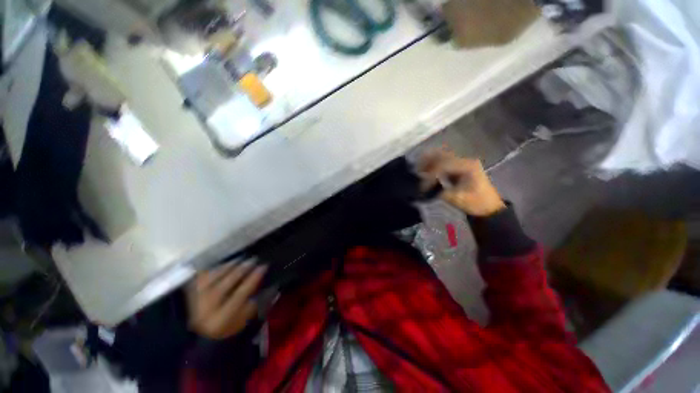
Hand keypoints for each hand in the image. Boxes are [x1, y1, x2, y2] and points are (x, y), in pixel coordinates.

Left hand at [186, 262, 266, 339]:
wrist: (197, 336)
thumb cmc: (226, 328)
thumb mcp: (243, 321)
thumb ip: (256, 305)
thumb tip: (270, 286)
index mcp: (223, 317)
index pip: (242, 292)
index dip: (254, 277)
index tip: (264, 266)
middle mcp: (208, 306)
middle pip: (228, 281)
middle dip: (243, 268)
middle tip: (254, 259)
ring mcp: (197, 297)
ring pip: (216, 275)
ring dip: (231, 265)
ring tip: (242, 259)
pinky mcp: (190, 291)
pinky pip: (205, 274)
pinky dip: (217, 268)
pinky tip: (226, 264)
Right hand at [418, 149, 504, 216]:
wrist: (489, 207)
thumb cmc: (476, 203)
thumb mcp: (458, 199)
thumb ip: (442, 191)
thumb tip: (427, 188)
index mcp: (468, 167)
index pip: (444, 165)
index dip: (431, 174)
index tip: (423, 186)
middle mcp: (465, 160)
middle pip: (442, 155)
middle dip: (427, 162)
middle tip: (416, 170)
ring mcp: (463, 163)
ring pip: (442, 157)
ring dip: (429, 161)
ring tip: (419, 170)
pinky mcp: (459, 167)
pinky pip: (444, 162)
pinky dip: (433, 165)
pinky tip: (426, 171)